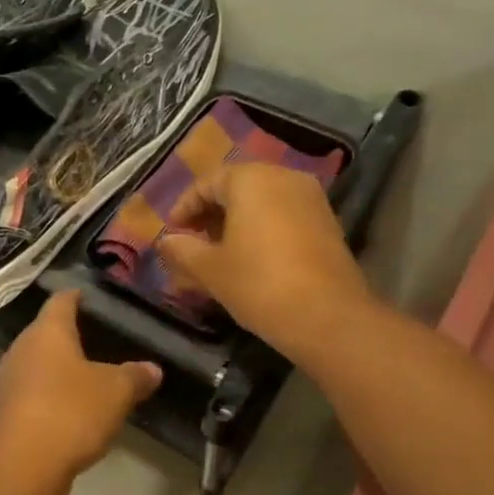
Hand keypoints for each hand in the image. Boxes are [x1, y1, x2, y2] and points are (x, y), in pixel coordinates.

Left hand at [0, 291, 160, 494]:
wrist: (22, 469)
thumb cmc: (70, 413)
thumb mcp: (116, 392)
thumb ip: (135, 376)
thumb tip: (152, 369)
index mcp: (46, 332)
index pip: (61, 301)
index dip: (76, 296)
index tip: (89, 295)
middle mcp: (20, 350)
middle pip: (45, 333)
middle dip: (69, 335)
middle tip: (98, 338)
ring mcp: (8, 381)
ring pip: (37, 364)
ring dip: (59, 368)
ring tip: (87, 376)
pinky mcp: (4, 412)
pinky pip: (32, 392)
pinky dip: (50, 394)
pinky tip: (70, 409)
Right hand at [158, 163, 371, 361]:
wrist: (327, 316)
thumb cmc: (258, 283)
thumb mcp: (210, 269)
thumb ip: (182, 250)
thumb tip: (166, 241)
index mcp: (250, 179)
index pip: (207, 183)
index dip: (184, 207)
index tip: (172, 233)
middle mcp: (283, 177)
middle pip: (237, 188)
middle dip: (211, 214)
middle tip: (192, 242)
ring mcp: (311, 198)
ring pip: (262, 202)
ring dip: (236, 223)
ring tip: (219, 253)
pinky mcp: (327, 222)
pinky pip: (284, 216)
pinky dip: (262, 230)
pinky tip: (251, 259)